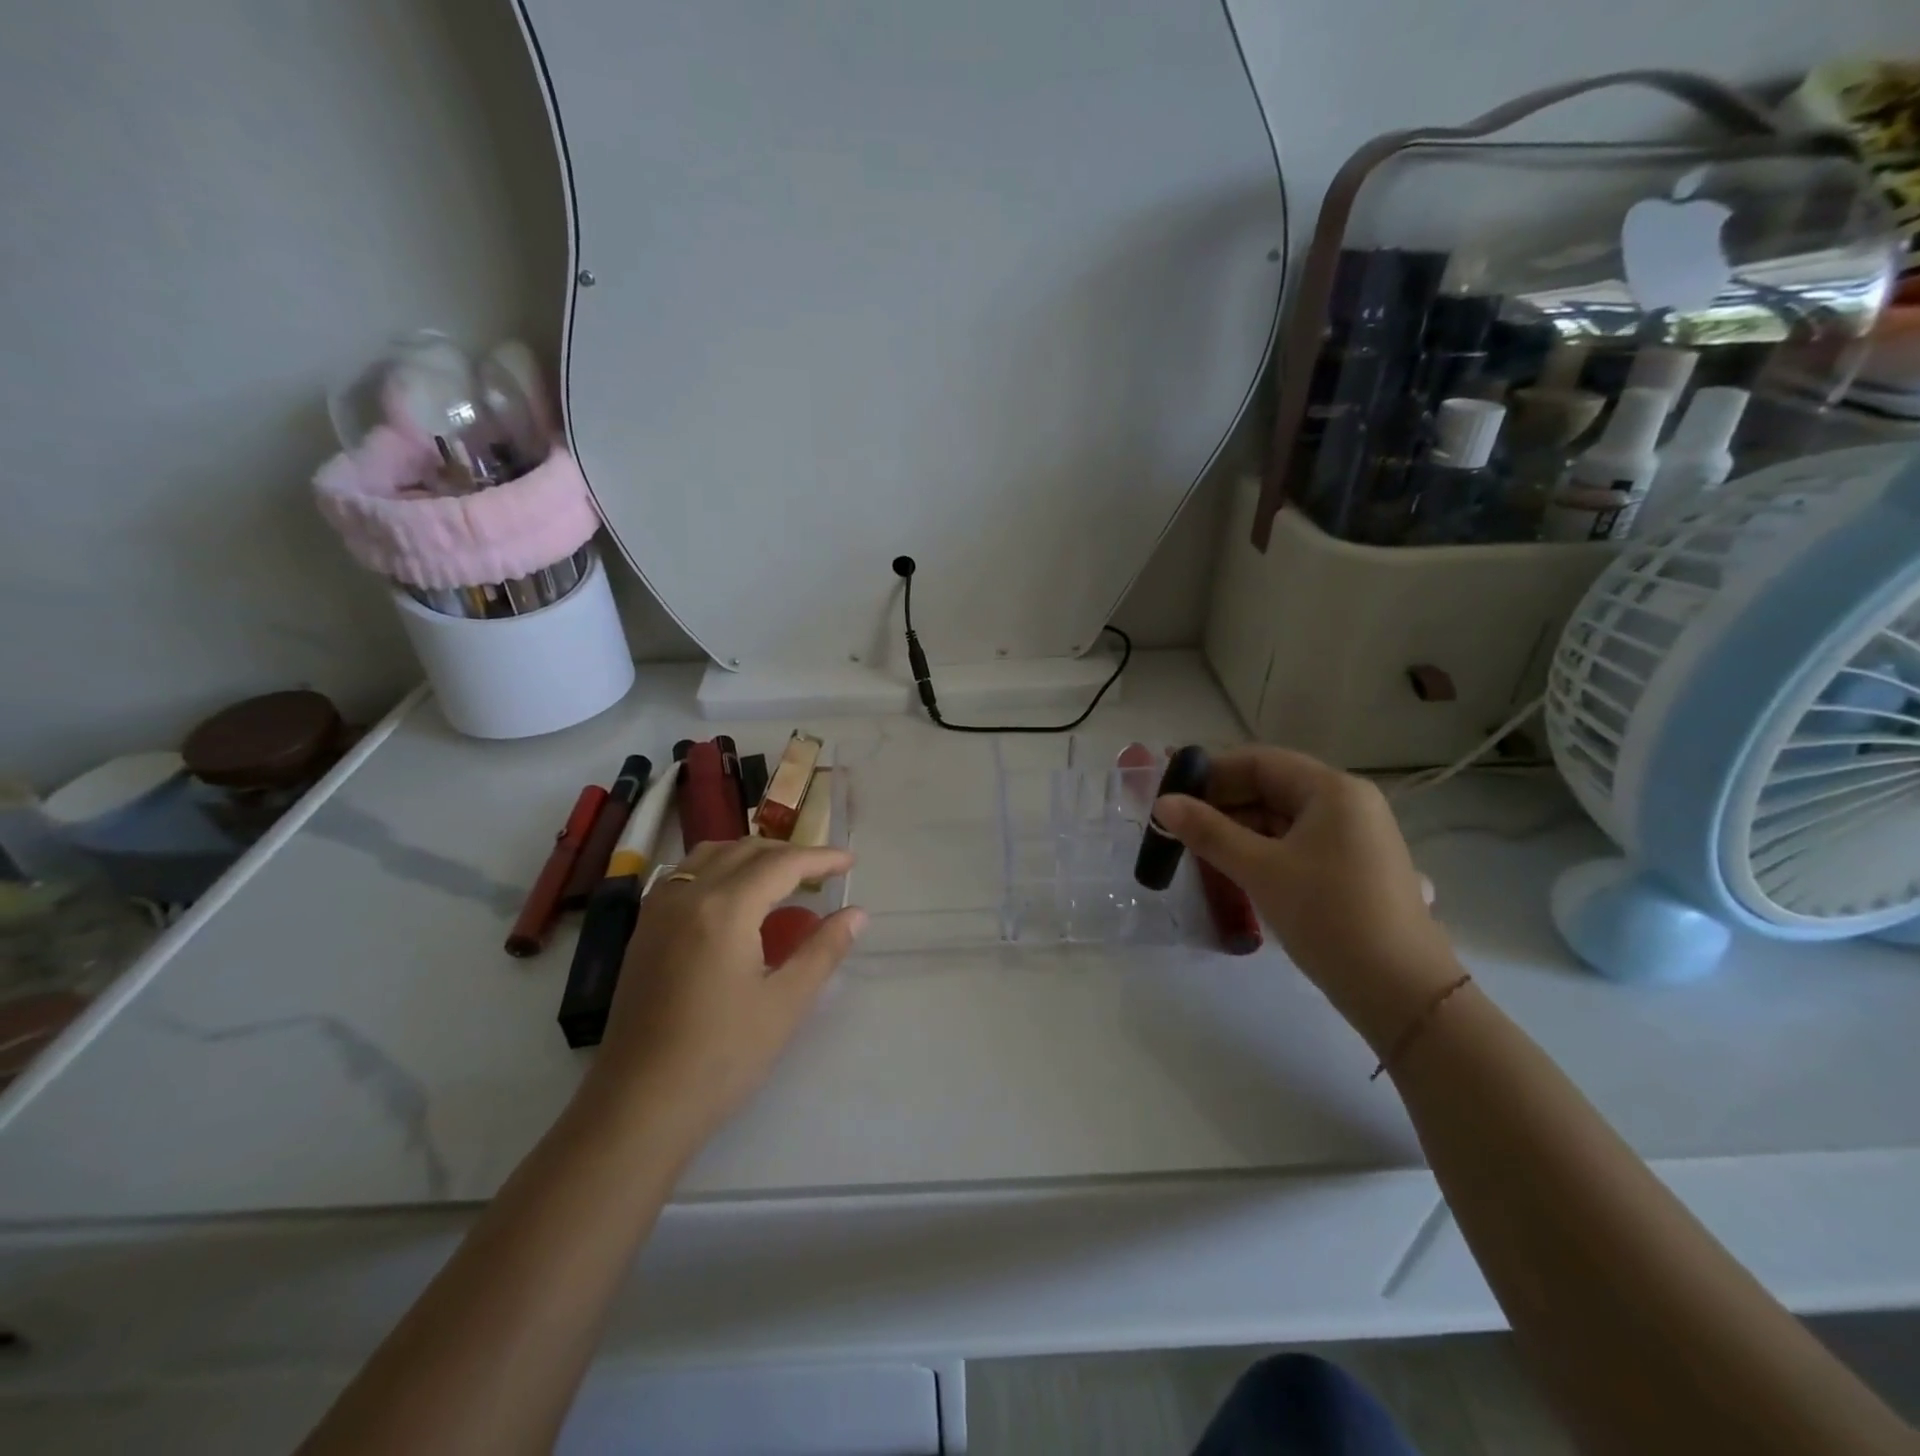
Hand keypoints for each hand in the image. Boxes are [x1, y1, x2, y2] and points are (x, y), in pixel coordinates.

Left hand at [581, 839, 864, 1151]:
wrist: (639, 1107)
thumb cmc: (721, 1056)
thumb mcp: (785, 1003)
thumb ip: (823, 950)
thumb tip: (856, 914)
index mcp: (725, 909)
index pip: (781, 864)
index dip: (820, 858)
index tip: (850, 862)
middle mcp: (687, 896)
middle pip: (744, 851)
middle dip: (787, 853)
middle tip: (821, 871)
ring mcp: (658, 912)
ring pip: (708, 856)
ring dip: (749, 855)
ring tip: (779, 876)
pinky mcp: (642, 932)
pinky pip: (683, 875)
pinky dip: (716, 868)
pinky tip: (730, 896)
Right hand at [1152, 748, 1459, 1046]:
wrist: (1401, 991)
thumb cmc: (1328, 916)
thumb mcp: (1260, 870)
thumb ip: (1208, 832)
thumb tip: (1163, 803)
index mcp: (1332, 789)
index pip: (1259, 761)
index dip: (1211, 772)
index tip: (1170, 792)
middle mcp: (1347, 803)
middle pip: (1271, 786)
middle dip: (1222, 803)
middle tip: (1177, 825)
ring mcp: (1354, 836)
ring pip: (1282, 817)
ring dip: (1238, 828)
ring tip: (1196, 849)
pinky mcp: (1352, 866)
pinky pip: (1296, 842)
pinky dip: (1262, 849)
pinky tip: (1232, 867)